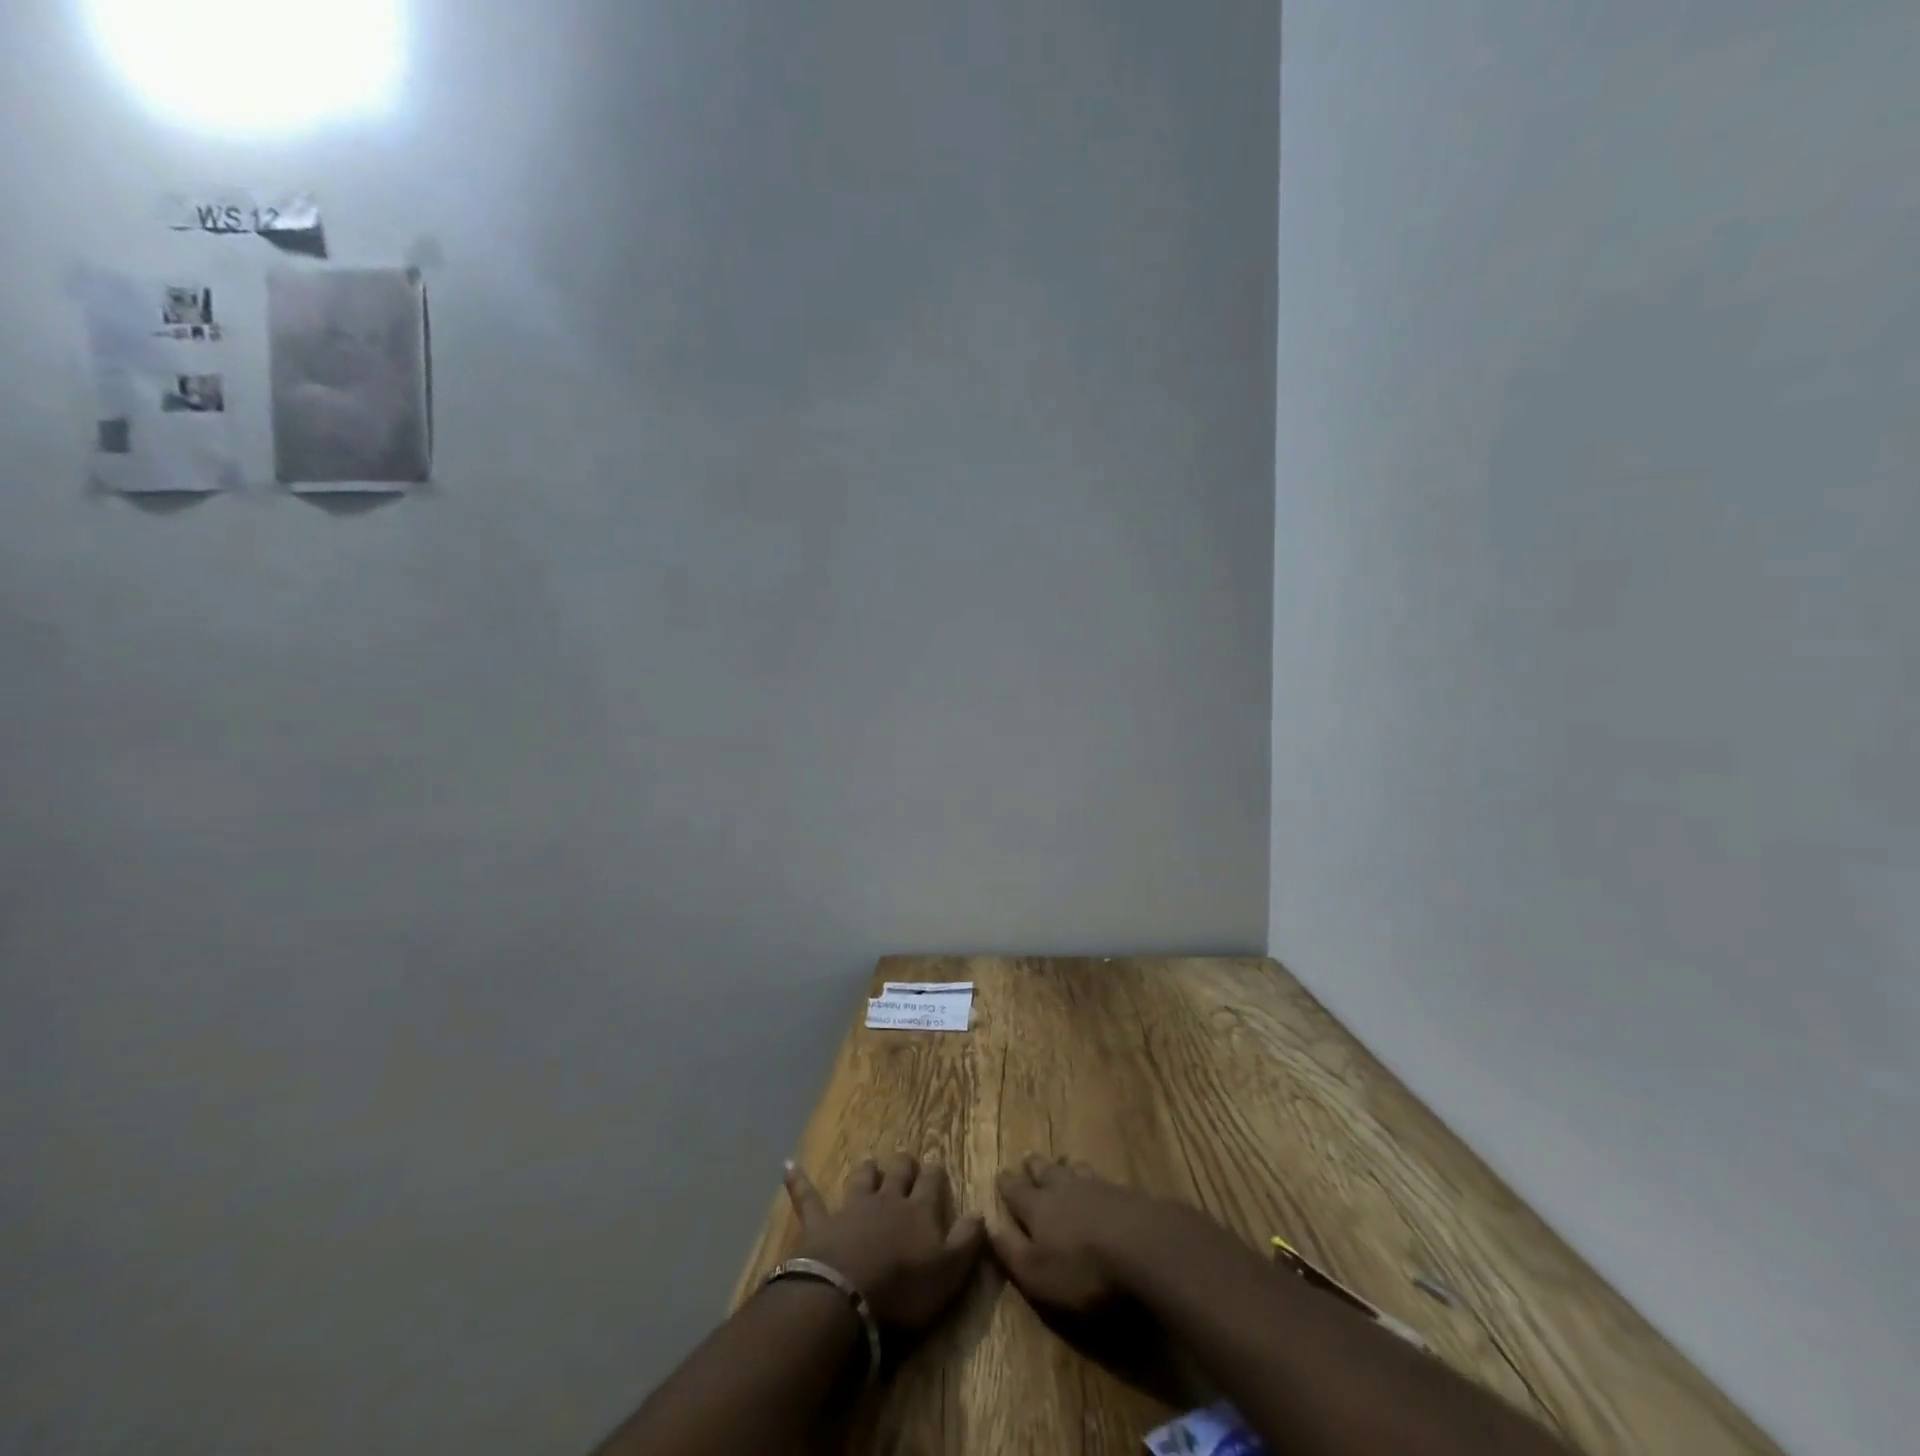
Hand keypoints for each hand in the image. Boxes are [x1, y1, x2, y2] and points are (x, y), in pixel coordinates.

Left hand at [782, 1153, 985, 1329]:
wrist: (845, 1296)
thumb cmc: (903, 1288)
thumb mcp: (949, 1271)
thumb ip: (968, 1240)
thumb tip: (981, 1212)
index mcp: (919, 1209)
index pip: (932, 1180)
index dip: (935, 1174)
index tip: (937, 1171)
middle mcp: (887, 1199)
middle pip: (898, 1170)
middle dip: (903, 1165)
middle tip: (906, 1165)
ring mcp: (851, 1207)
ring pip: (862, 1177)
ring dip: (867, 1171)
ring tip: (870, 1166)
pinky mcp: (819, 1223)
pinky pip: (807, 1197)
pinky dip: (798, 1181)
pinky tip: (788, 1165)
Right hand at [990, 1154, 1224, 1312]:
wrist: (1143, 1246)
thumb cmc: (1082, 1268)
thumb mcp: (1036, 1273)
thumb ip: (1009, 1248)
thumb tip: (986, 1221)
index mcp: (1037, 1207)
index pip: (1015, 1190)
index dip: (1006, 1184)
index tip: (1001, 1174)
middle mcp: (1063, 1188)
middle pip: (1045, 1171)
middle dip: (1034, 1167)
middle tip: (1028, 1160)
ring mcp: (1096, 1186)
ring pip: (1074, 1169)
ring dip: (1064, 1167)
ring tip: (1062, 1163)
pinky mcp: (1124, 1193)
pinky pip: (1101, 1179)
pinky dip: (1093, 1178)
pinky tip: (1099, 1184)